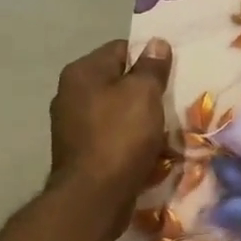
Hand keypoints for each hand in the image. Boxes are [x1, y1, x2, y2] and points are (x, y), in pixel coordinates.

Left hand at [48, 39, 172, 214]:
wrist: (94, 197)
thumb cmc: (120, 136)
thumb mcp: (144, 93)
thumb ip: (151, 66)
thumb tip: (156, 43)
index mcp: (82, 71)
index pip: (121, 49)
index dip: (148, 58)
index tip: (170, 74)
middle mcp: (70, 93)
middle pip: (116, 79)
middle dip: (143, 89)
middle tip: (169, 100)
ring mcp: (70, 124)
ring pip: (114, 109)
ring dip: (136, 115)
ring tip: (161, 126)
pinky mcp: (78, 150)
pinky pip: (109, 133)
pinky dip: (127, 137)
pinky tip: (144, 147)